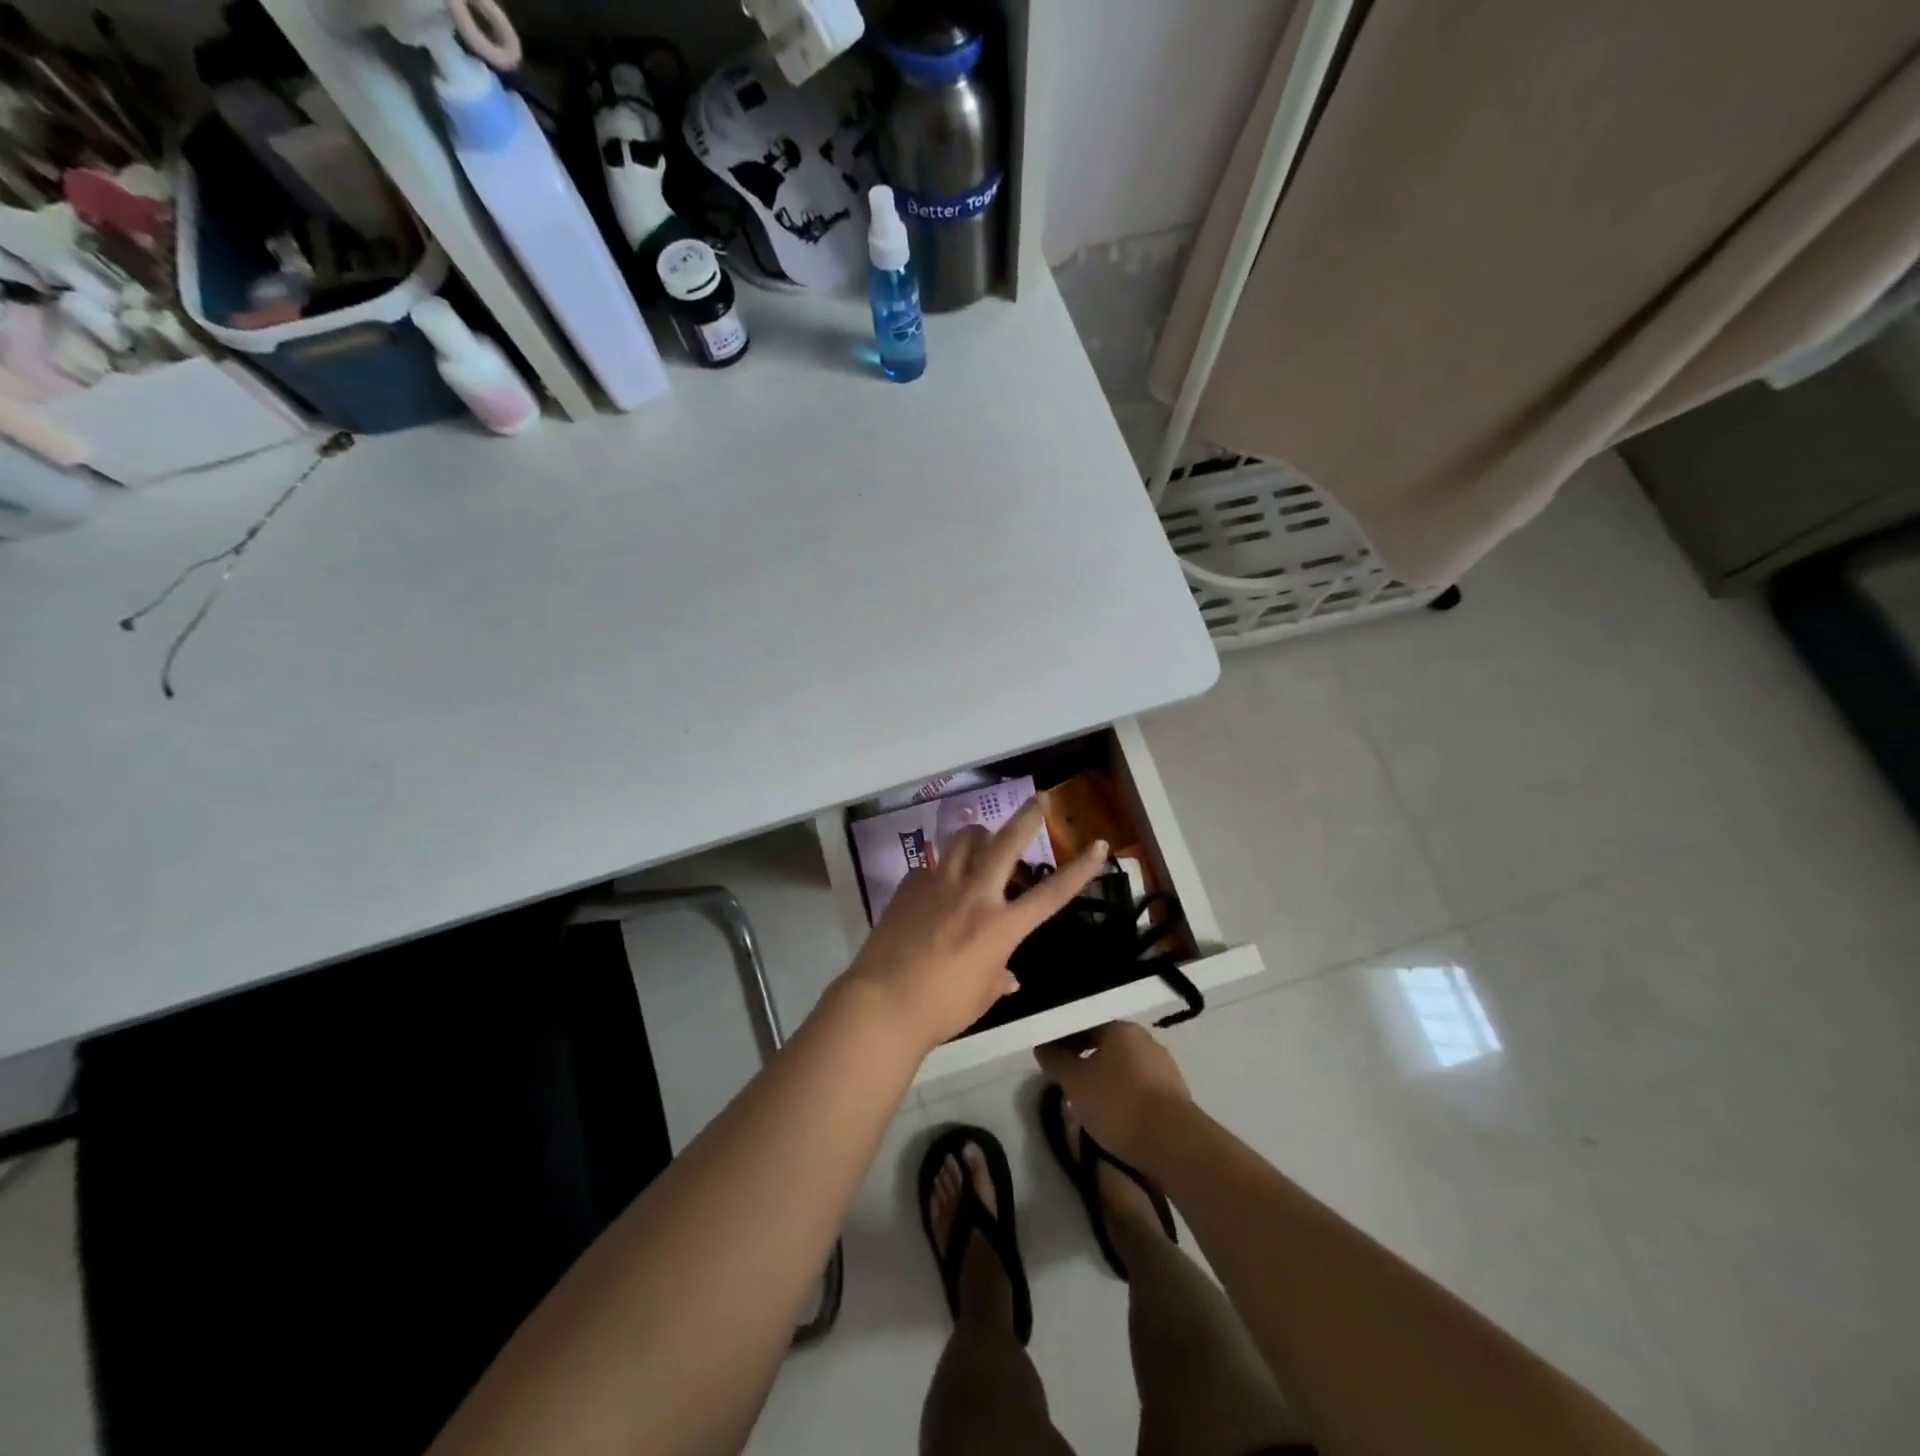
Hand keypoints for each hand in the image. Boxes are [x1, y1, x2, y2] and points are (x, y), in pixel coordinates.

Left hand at [841, 800, 1107, 1055]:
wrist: (883, 1002)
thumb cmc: (941, 1008)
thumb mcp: (981, 996)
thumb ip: (997, 977)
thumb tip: (1007, 975)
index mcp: (1001, 926)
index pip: (1052, 893)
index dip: (1081, 869)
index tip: (1099, 846)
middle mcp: (975, 895)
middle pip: (1006, 842)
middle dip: (1027, 817)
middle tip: (1038, 800)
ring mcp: (939, 884)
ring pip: (964, 839)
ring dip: (979, 834)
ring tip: (983, 838)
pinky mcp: (909, 885)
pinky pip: (932, 863)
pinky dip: (942, 865)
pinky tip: (939, 881)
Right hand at [1035, 1021, 1191, 1168]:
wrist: (1173, 1143)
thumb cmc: (1118, 1104)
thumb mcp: (1075, 1083)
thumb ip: (1056, 1061)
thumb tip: (1043, 1046)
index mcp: (1120, 1029)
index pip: (1085, 1025)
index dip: (1064, 1040)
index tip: (1050, 1058)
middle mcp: (1145, 1040)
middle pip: (1106, 1044)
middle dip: (1085, 1058)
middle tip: (1067, 1080)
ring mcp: (1164, 1066)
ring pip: (1124, 1066)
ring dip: (1105, 1078)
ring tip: (1089, 1101)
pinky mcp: (1175, 1094)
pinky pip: (1140, 1086)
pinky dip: (1124, 1094)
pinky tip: (1116, 1114)